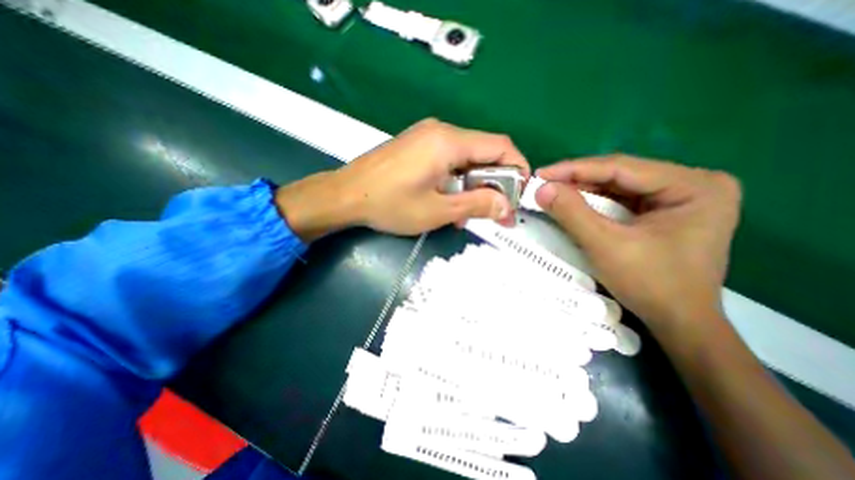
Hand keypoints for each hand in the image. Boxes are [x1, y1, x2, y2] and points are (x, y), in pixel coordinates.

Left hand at [278, 119, 528, 242]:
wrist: (345, 196)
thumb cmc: (390, 204)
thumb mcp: (437, 210)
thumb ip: (476, 205)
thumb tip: (506, 207)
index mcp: (449, 141)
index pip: (501, 146)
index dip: (517, 169)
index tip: (518, 195)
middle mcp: (441, 131)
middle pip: (484, 152)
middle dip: (493, 183)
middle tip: (492, 212)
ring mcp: (427, 137)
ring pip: (466, 159)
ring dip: (473, 185)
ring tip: (465, 213)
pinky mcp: (418, 147)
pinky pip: (449, 161)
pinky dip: (456, 181)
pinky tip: (447, 201)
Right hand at [535, 156, 738, 327]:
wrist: (679, 323)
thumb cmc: (650, 284)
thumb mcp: (605, 245)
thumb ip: (572, 213)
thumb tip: (542, 188)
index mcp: (693, 185)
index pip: (621, 167)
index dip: (574, 169)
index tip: (541, 174)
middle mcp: (693, 183)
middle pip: (620, 175)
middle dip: (577, 180)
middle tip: (544, 184)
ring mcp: (681, 197)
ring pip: (619, 186)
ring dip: (583, 191)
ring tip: (552, 193)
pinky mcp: (667, 211)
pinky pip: (622, 200)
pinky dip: (594, 203)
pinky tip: (573, 204)